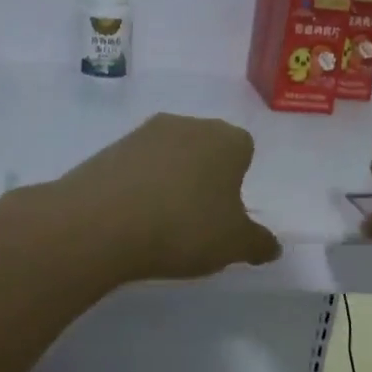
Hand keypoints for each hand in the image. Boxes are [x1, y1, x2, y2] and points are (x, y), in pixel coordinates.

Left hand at [57, 113, 282, 280]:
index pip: (244, 150)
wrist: (100, 224)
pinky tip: (132, 221)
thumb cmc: (184, 228)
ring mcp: (142, 134)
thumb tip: (271, 247)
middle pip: (205, 150)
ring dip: (169, 183)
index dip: (238, 181)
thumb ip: (258, 243)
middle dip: (205, 179)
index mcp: (226, 139)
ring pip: (168, 158)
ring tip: (162, 224)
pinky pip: (135, 169)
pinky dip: (138, 189)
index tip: (227, 213)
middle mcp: (186, 125)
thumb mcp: (233, 245)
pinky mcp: (107, 150)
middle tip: (198, 220)